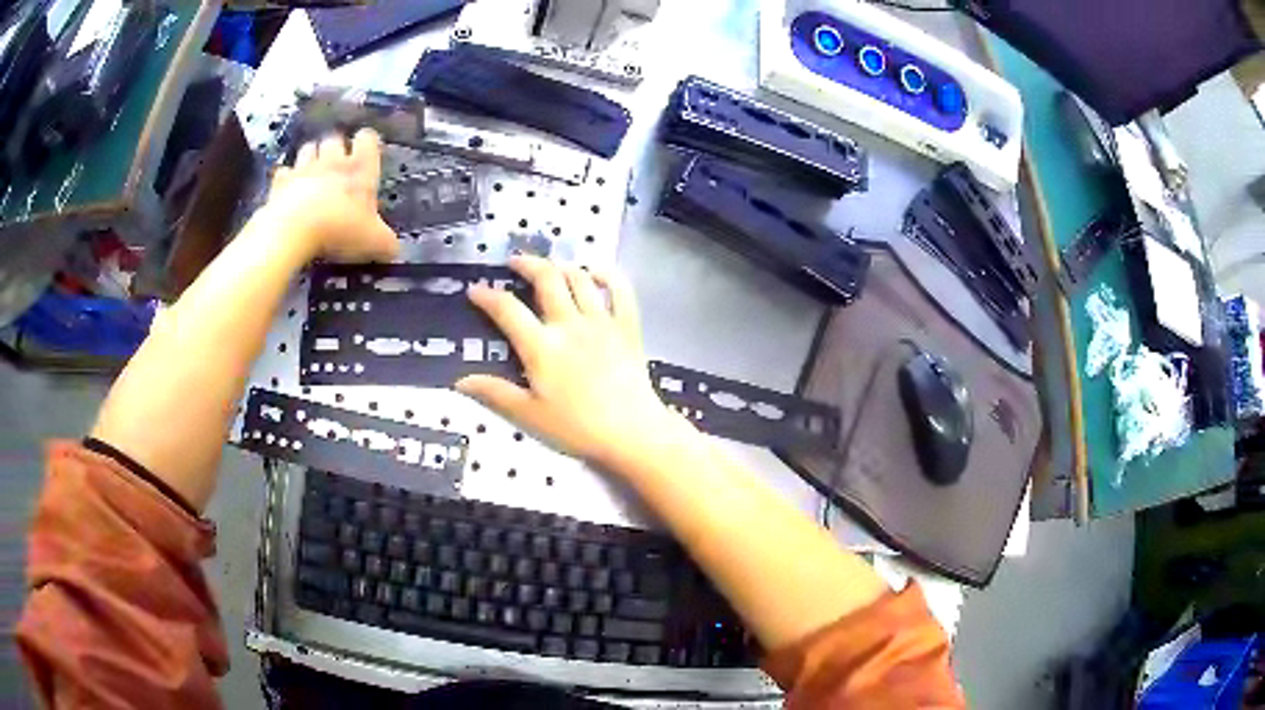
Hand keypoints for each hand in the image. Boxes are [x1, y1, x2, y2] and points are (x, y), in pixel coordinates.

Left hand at [264, 129, 398, 262]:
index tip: (367, 156)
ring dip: (311, 157)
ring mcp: (303, 169)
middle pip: (334, 138)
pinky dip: (286, 178)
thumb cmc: (340, 229)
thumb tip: (394, 249)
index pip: (368, 138)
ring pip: (308, 148)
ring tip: (313, 174)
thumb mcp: (374, 241)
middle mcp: (332, 160)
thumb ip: (386, 242)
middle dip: (335, 148)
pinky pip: (283, 172)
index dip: (367, 144)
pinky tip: (288, 191)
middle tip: (337, 167)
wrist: (293, 232)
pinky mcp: (279, 183)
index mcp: (359, 167)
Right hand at [456, 256, 685, 468]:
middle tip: (514, 262)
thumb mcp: (528, 415)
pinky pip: (620, 290)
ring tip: (551, 267)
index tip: (475, 290)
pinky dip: (609, 275)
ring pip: (580, 278)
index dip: (487, 296)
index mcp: (541, 346)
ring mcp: (601, 322)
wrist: (631, 433)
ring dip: (562, 266)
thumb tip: (460, 380)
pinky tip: (597, 272)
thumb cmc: (576, 428)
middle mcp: (569, 324)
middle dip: (527, 264)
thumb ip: (495, 393)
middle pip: (546, 278)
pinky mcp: (627, 327)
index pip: (507, 309)